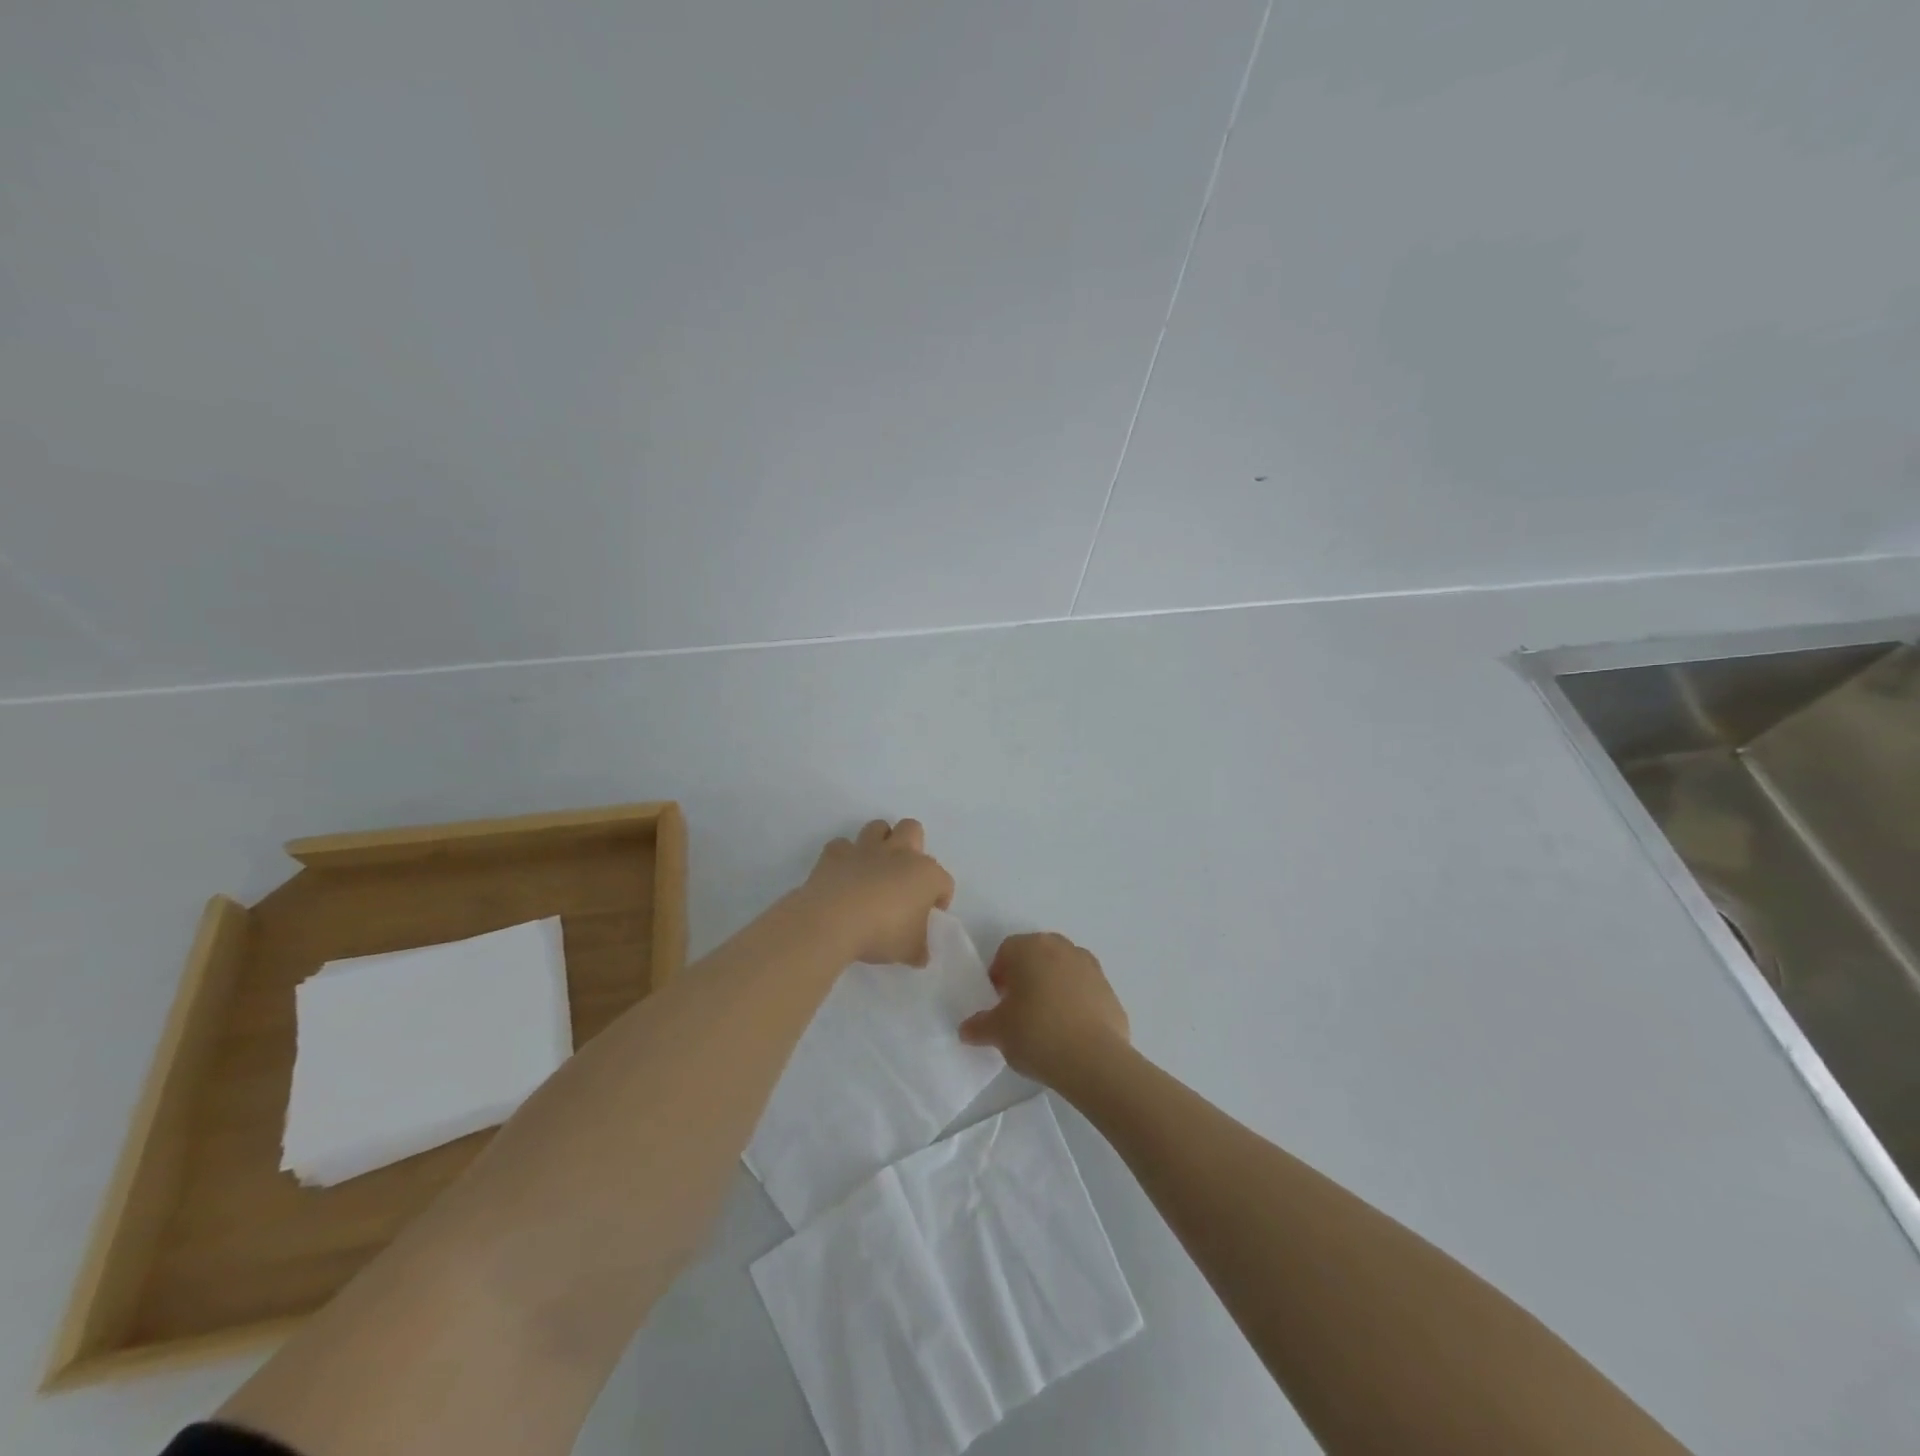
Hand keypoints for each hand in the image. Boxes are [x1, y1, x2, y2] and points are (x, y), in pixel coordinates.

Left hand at [798, 819, 954, 966]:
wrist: (833, 921)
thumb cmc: (882, 933)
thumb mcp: (909, 951)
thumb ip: (919, 949)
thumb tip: (920, 954)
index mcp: (925, 874)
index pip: (944, 881)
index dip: (941, 897)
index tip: (932, 913)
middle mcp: (898, 853)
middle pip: (912, 829)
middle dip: (912, 846)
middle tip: (905, 876)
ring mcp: (865, 849)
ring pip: (878, 827)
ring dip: (879, 842)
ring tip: (875, 868)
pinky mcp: (834, 854)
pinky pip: (842, 846)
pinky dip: (844, 857)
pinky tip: (843, 874)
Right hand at [959, 932, 1130, 1089]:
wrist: (1094, 1060)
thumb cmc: (1036, 1033)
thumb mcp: (998, 1032)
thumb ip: (979, 1026)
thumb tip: (967, 1029)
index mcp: (1030, 948)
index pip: (1006, 951)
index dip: (999, 975)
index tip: (998, 1002)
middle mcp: (1061, 947)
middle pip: (1037, 955)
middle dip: (1027, 977)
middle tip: (1019, 1010)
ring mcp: (1090, 966)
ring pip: (1063, 970)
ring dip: (1053, 987)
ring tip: (1047, 1022)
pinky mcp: (1110, 990)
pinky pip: (1085, 991)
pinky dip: (1077, 1003)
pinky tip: (1071, 1033)